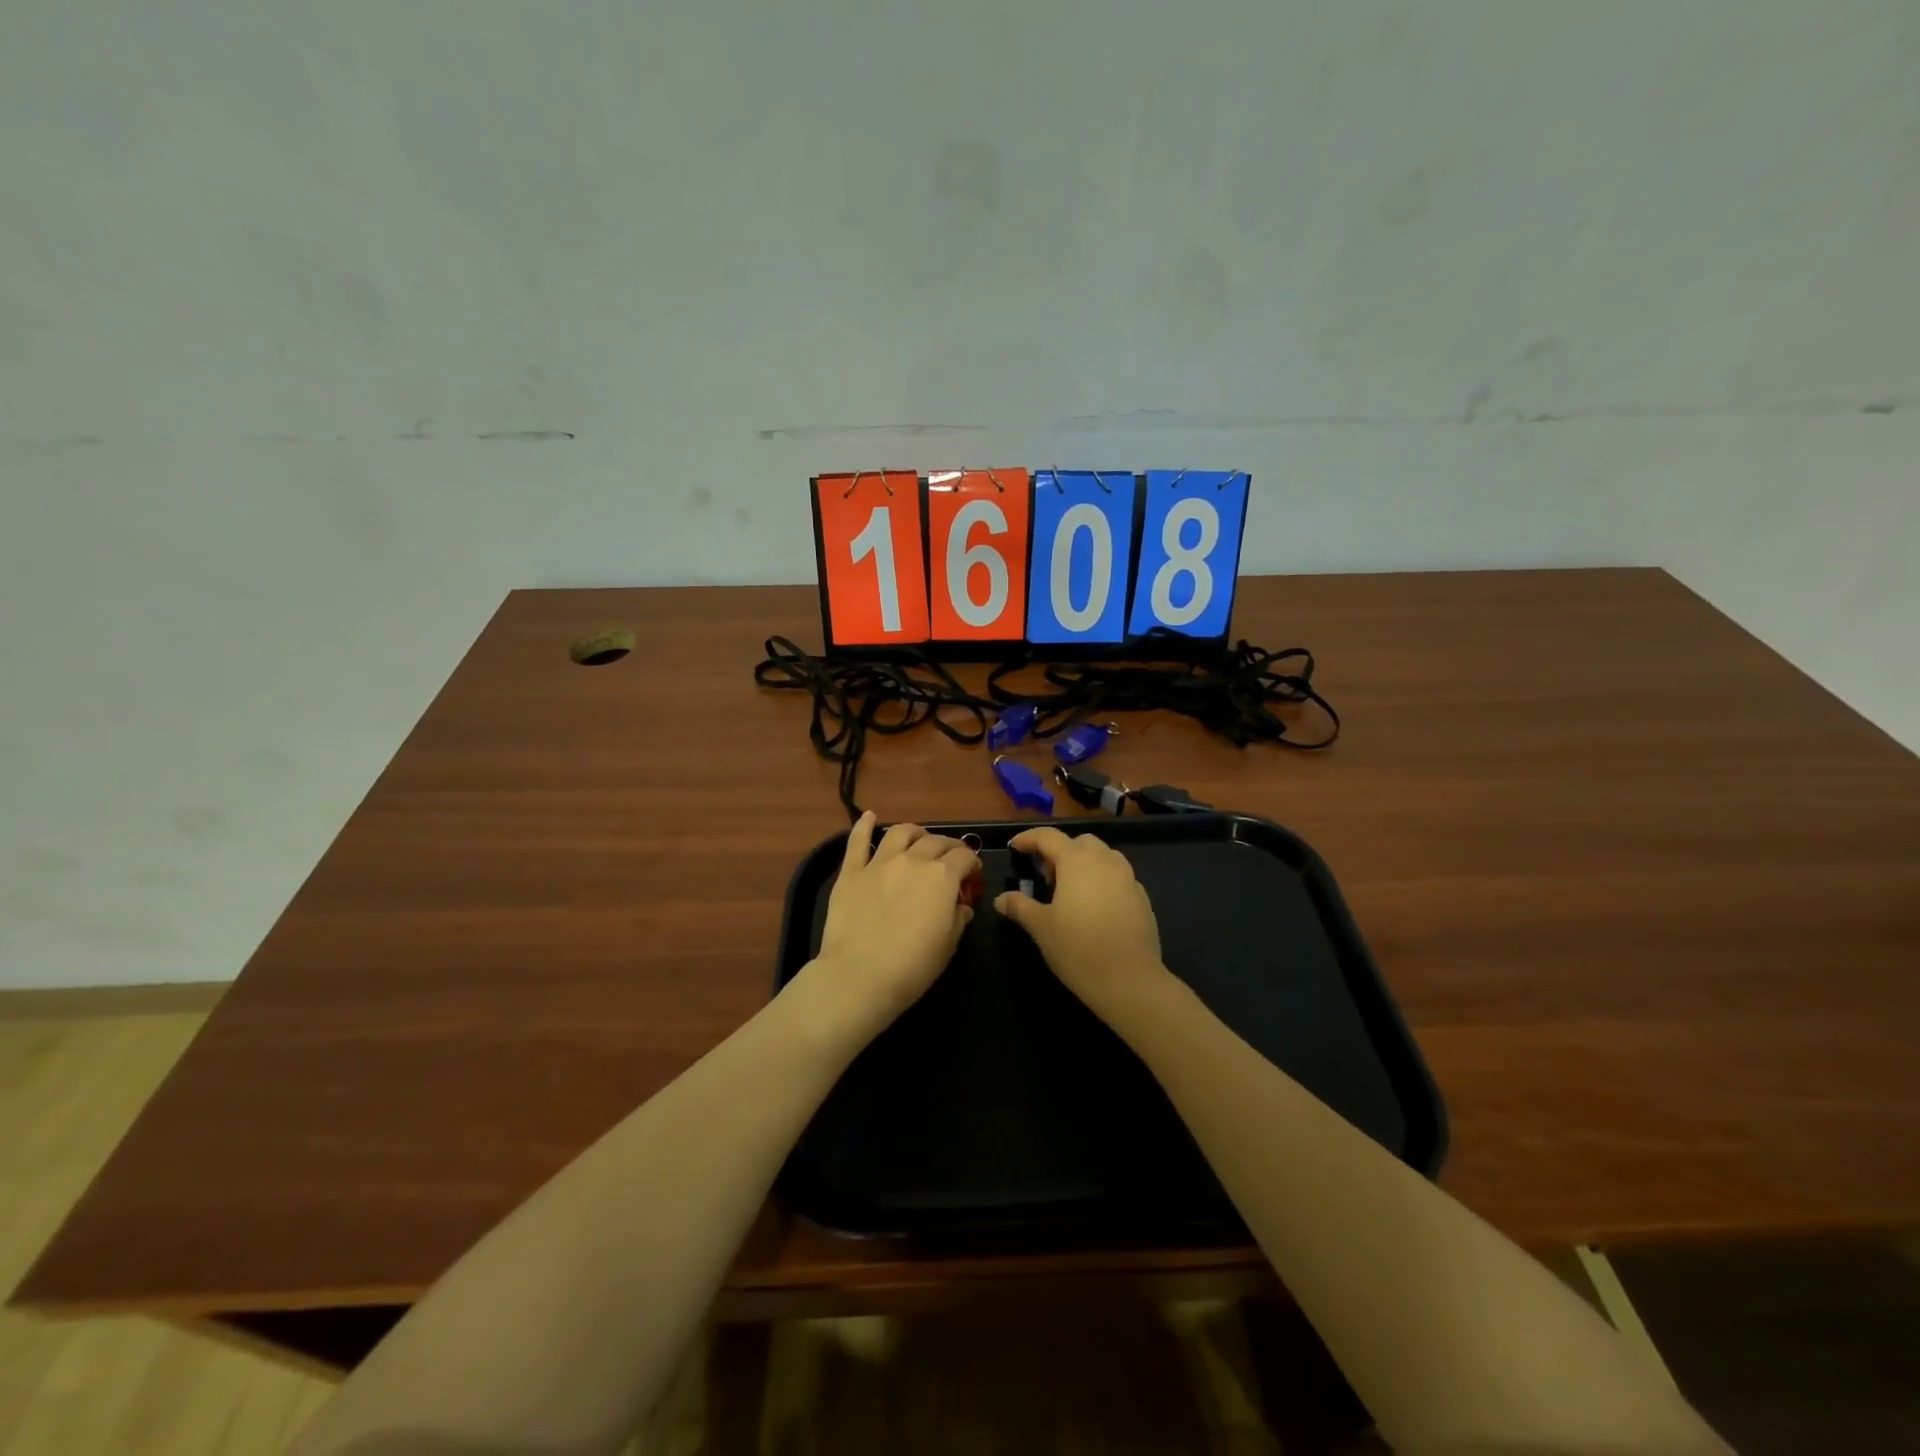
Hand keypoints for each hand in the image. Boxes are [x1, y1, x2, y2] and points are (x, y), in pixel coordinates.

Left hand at [808, 813, 979, 1038]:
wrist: (859, 977)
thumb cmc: (912, 967)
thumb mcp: (948, 945)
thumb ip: (958, 918)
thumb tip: (960, 905)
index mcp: (942, 876)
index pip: (964, 856)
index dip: (972, 864)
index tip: (973, 875)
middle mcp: (913, 860)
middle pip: (935, 841)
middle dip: (948, 848)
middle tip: (951, 859)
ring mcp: (879, 863)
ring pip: (901, 833)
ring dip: (915, 832)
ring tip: (918, 838)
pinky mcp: (851, 872)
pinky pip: (858, 841)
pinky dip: (864, 825)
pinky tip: (869, 816)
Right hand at [994, 827, 1171, 1018]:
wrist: (1130, 981)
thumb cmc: (1078, 949)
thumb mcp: (1041, 927)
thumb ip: (1020, 906)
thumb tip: (1001, 899)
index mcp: (1076, 862)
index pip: (1049, 837)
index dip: (1029, 838)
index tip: (1015, 847)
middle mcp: (1105, 861)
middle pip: (1080, 842)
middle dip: (1061, 851)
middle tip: (1046, 876)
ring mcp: (1128, 878)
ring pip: (1104, 856)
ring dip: (1085, 863)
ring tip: (1071, 891)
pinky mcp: (1142, 898)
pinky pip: (1119, 877)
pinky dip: (1103, 881)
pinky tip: (1095, 908)